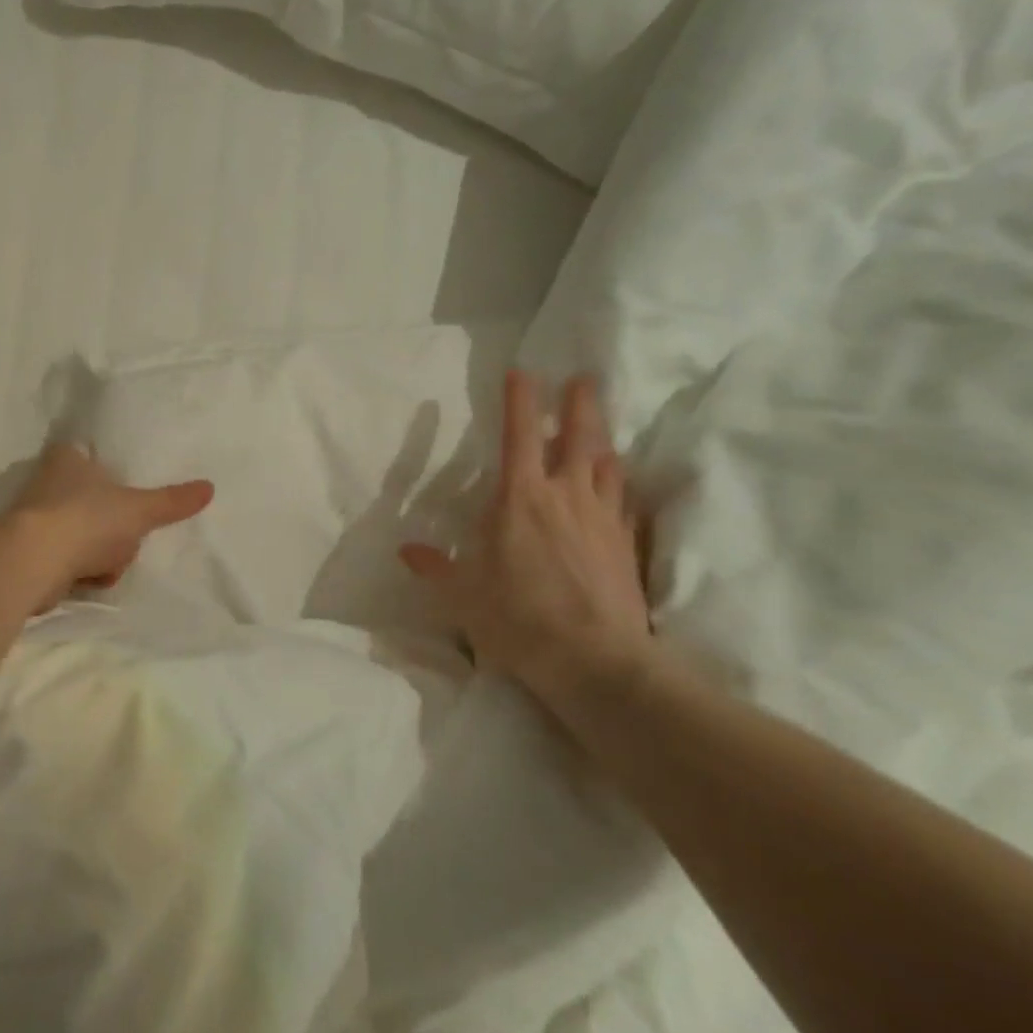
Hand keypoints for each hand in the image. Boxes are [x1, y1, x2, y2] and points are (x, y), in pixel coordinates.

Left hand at [9, 442, 214, 610]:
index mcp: (67, 458)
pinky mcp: (28, 553)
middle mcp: (46, 483)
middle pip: (93, 501)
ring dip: (100, 554)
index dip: (109, 474)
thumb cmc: (87, 520)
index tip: (126, 495)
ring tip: (107, 564)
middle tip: (127, 536)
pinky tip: (90, 579)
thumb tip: (210, 487)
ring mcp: (35, 519)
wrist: (33, 563)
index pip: (90, 456)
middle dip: (113, 527)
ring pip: (84, 534)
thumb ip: (172, 501)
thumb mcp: (139, 509)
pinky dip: (82, 572)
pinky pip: (68, 560)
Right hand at [401, 371, 652, 709]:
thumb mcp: (462, 595)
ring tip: (599, 425)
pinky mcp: (627, 544)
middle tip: (583, 377)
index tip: (522, 371)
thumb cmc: (518, 619)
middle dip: (578, 403)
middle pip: (578, 436)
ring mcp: (603, 518)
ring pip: (606, 464)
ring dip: (601, 439)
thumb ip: (435, 567)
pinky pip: (624, 501)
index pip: (520, 434)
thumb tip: (406, 550)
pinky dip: (618, 484)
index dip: (520, 399)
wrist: (596, 661)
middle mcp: (566, 495)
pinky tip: (617, 485)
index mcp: (520, 498)